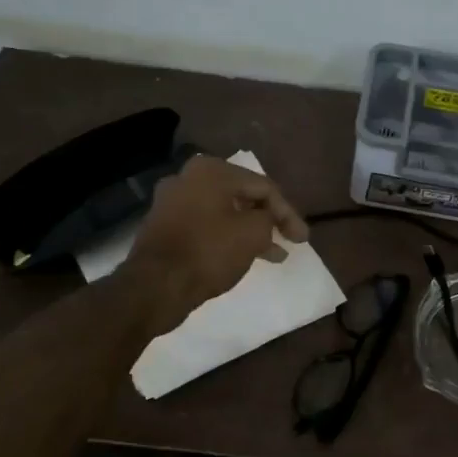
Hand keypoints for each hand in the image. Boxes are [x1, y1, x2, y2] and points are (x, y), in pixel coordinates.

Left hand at [122, 156, 309, 335]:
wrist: (155, 285)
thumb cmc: (209, 252)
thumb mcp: (253, 234)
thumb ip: (269, 220)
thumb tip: (264, 221)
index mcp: (211, 170)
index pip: (263, 186)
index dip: (288, 213)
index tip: (302, 239)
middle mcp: (189, 177)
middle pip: (242, 196)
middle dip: (268, 220)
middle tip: (289, 241)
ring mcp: (172, 201)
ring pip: (223, 212)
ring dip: (249, 230)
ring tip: (272, 254)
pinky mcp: (163, 226)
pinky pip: (205, 225)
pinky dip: (226, 237)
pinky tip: (242, 256)